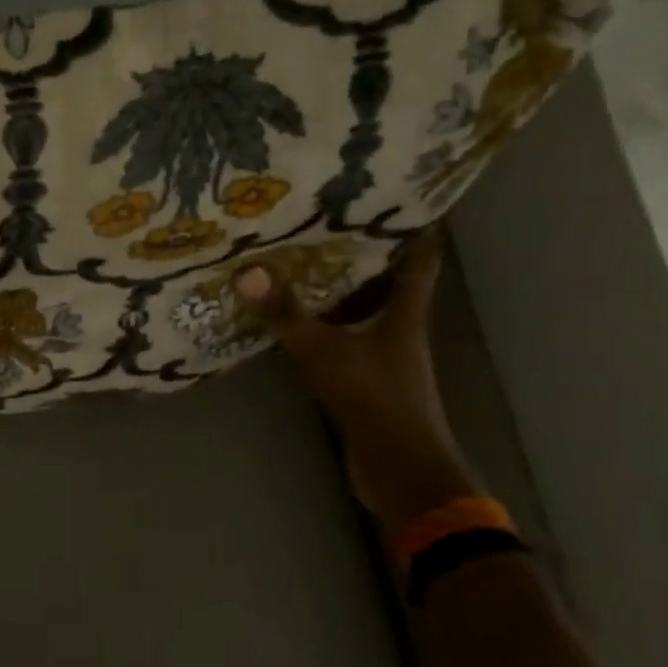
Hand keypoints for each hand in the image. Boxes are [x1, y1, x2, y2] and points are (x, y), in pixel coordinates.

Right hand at [237, 232, 475, 525]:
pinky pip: (348, 341)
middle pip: (391, 285)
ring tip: (308, 266)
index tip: (404, 201)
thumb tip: (248, 272)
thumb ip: (286, 314)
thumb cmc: (373, 396)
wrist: (398, 466)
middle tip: (333, 226)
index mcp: (405, 315)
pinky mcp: (368, 382)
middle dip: (368, 257)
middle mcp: (401, 331)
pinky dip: (329, 327)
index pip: (419, 262)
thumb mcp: (322, 350)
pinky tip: (301, 323)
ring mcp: (386, 359)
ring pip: (367, 314)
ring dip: (344, 293)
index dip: (417, 231)